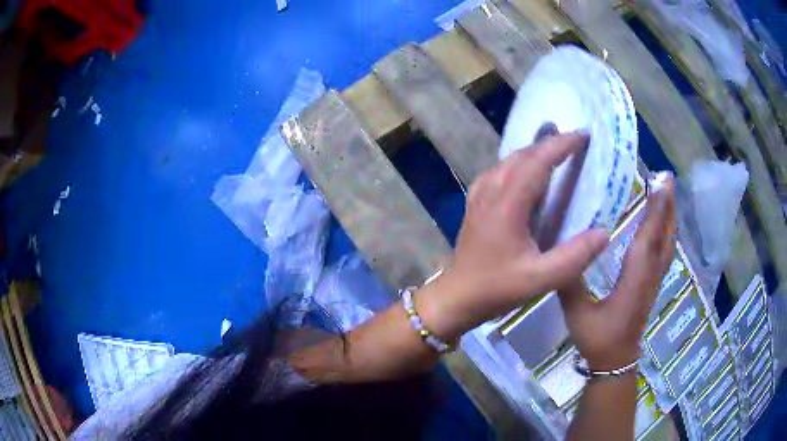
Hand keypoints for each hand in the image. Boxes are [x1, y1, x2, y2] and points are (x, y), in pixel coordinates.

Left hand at [419, 132, 609, 340]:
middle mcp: (491, 191)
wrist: (456, 297)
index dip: (561, 145)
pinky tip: (527, 173)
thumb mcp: (541, 279)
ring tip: (557, 152)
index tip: (583, 136)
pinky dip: (518, 163)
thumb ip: (575, 257)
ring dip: (534, 152)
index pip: (537, 161)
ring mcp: (479, 196)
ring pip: (508, 160)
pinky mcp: (475, 203)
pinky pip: (498, 171)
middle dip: (550, 144)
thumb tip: (604, 232)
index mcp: (507, 205)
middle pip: (522, 155)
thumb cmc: (497, 289)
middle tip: (576, 142)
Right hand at [558, 177, 676, 369]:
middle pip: (665, 235)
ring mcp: (654, 279)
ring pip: (668, 241)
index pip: (648, 238)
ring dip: (669, 215)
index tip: (660, 183)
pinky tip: (662, 223)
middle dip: (668, 205)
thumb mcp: (578, 313)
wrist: (616, 361)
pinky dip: (666, 230)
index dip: (655, 209)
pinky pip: (665, 249)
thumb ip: (570, 282)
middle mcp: (650, 274)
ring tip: (666, 192)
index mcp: (634, 279)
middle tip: (667, 177)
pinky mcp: (653, 282)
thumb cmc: (598, 338)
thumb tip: (560, 250)